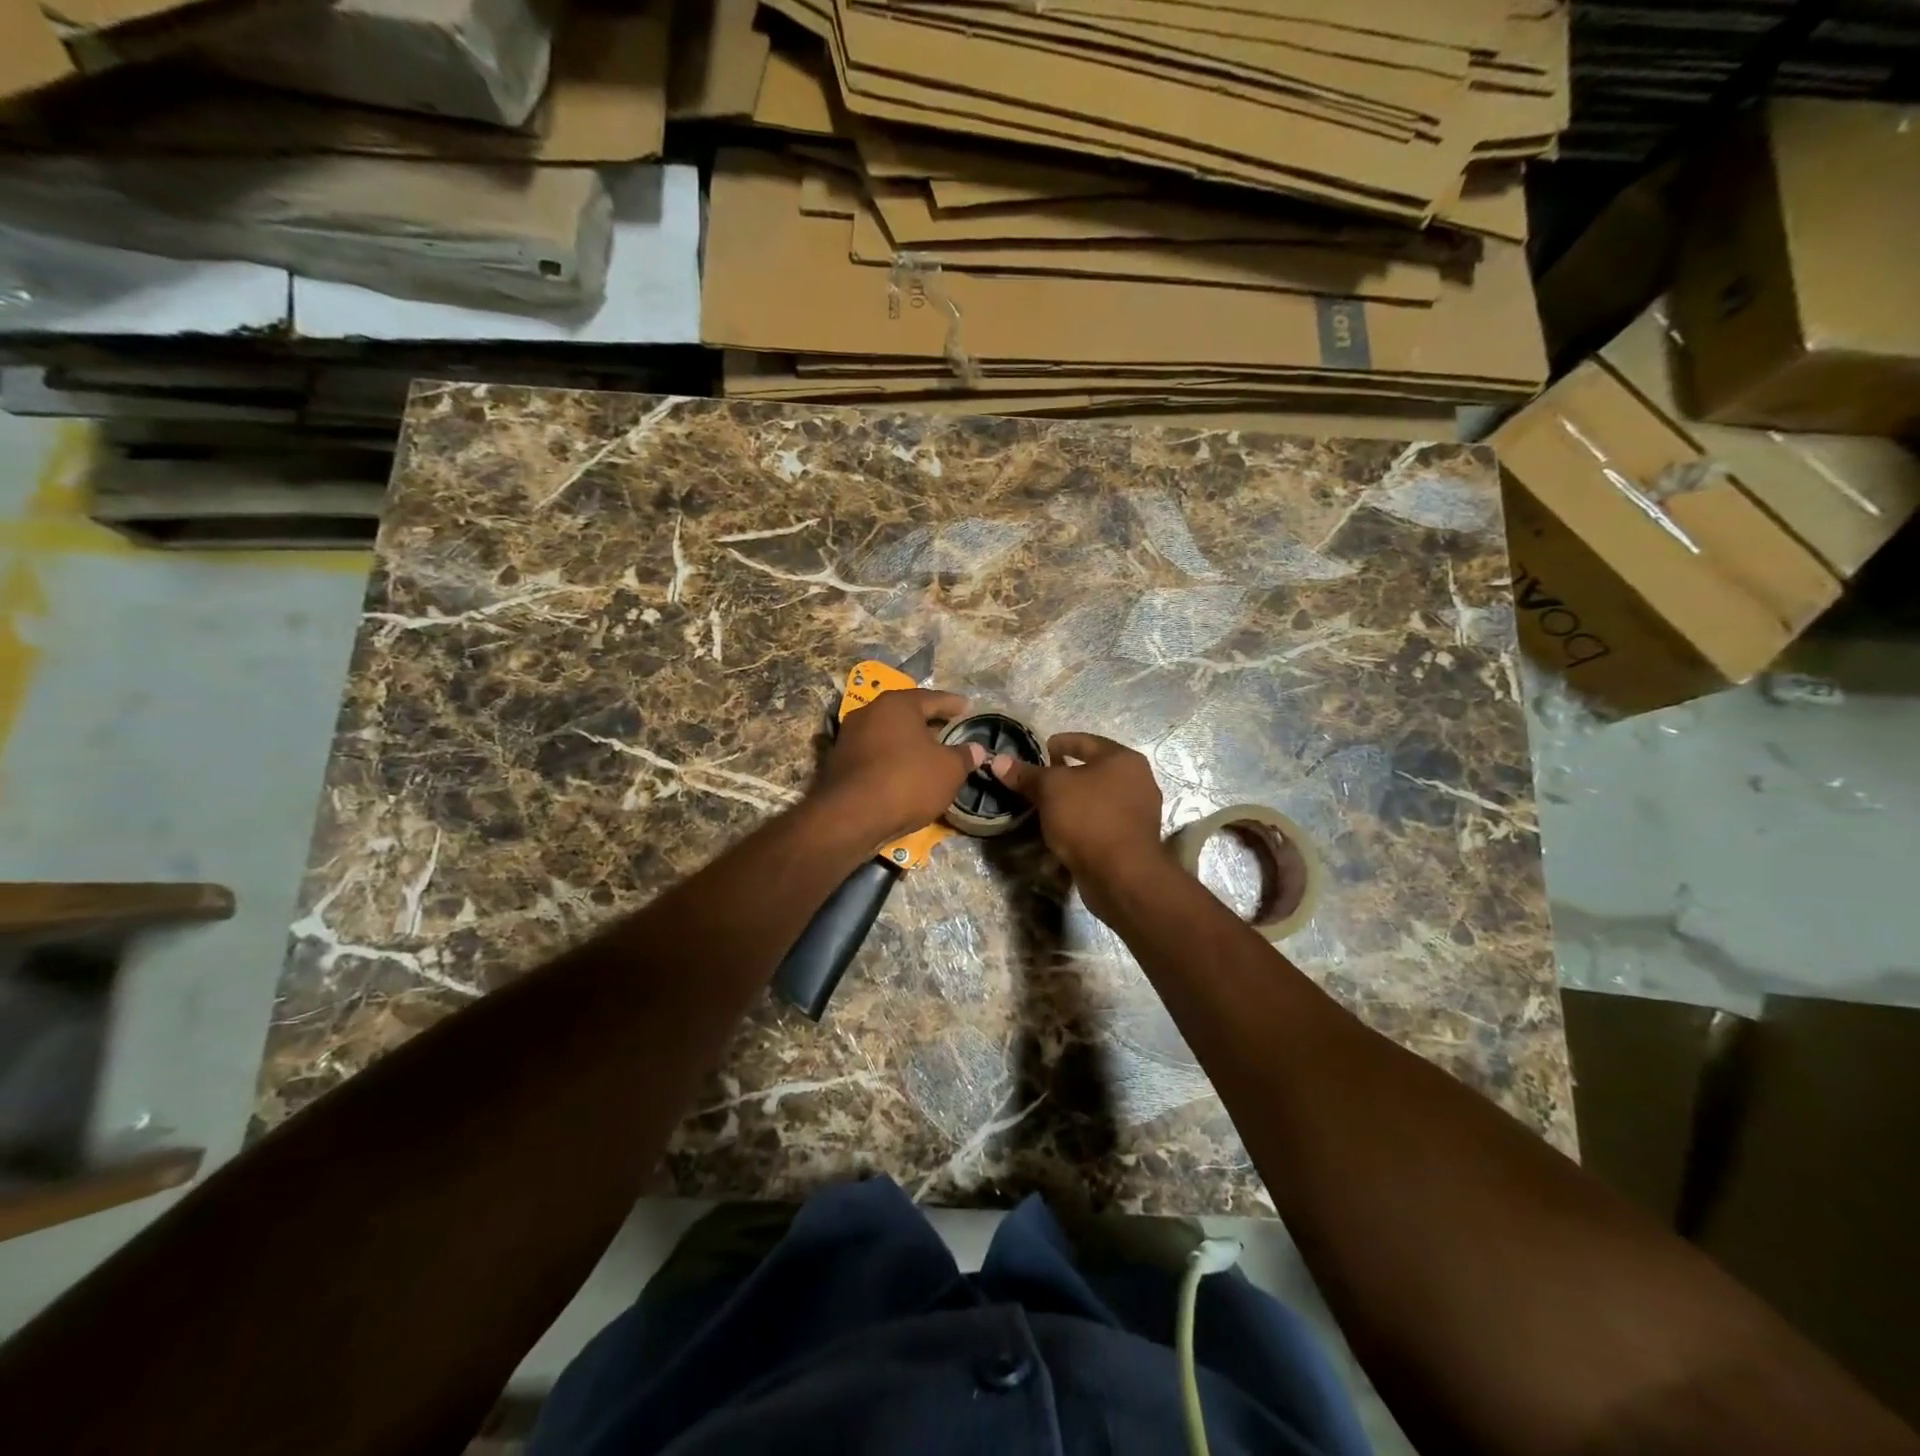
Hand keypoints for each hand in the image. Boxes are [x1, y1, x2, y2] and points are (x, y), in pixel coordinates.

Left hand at [817, 689, 983, 844]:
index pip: (933, 698)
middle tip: (951, 732)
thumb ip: (964, 756)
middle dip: (930, 723)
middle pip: (907, 714)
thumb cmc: (907, 781)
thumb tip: (976, 749)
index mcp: (897, 704)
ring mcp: (850, 736)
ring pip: (889, 735)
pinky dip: (893, 759)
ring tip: (930, 755)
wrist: (851, 817)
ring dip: (909, 743)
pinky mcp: (839, 762)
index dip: (954, 705)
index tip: (968, 708)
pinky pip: (875, 754)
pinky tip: (906, 773)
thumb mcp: (949, 770)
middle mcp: (869, 712)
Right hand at [990, 734, 1164, 915]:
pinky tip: (1061, 834)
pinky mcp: (1133, 839)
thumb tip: (998, 760)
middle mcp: (1138, 780)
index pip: (1084, 740)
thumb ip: (1026, 774)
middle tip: (1037, 782)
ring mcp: (1139, 812)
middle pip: (1092, 771)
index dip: (1056, 743)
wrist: (1121, 875)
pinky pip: (1100, 824)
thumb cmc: (1088, 818)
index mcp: (1123, 759)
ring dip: (1071, 803)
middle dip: (1063, 776)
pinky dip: (1081, 825)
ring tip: (1045, 809)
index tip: (1036, 752)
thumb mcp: (1050, 790)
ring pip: (1096, 799)